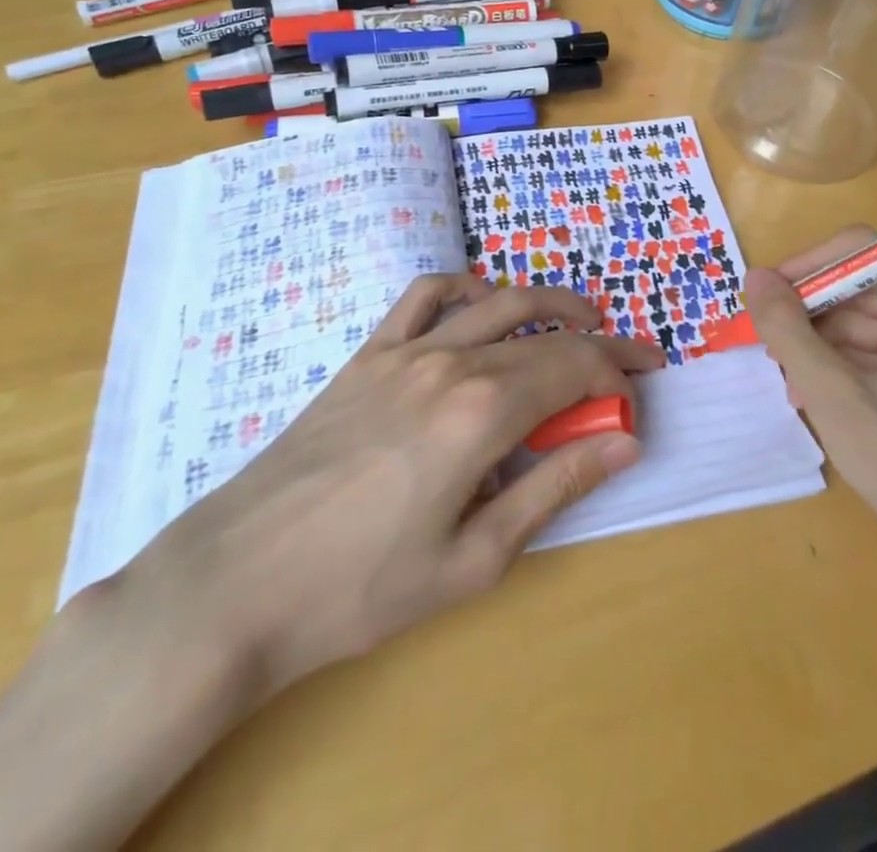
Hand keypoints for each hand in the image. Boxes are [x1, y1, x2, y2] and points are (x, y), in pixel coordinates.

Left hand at [113, 274, 660, 709]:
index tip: (638, 397)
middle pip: (546, 336)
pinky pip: (424, 296)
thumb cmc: (362, 588)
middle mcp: (451, 363)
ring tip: (580, 320)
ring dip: (549, 303)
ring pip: (497, 303)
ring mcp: (405, 350)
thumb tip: (623, 442)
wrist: (238, 582)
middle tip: (632, 362)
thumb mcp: (475, 559)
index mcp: (483, 413)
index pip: (574, 370)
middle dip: (600, 346)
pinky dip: (465, 288)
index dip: (617, 377)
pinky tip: (482, 304)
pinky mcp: (368, 354)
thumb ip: (555, 487)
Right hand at [744, 229, 876, 562]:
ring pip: (859, 319)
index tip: (761, 295)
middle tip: (764, 342)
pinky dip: (836, 365)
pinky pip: (871, 350)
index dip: (805, 265)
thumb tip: (753, 277)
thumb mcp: (833, 393)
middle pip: (858, 284)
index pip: (858, 249)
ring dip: (817, 343)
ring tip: (785, 377)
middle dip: (808, 312)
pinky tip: (808, 394)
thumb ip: (788, 329)